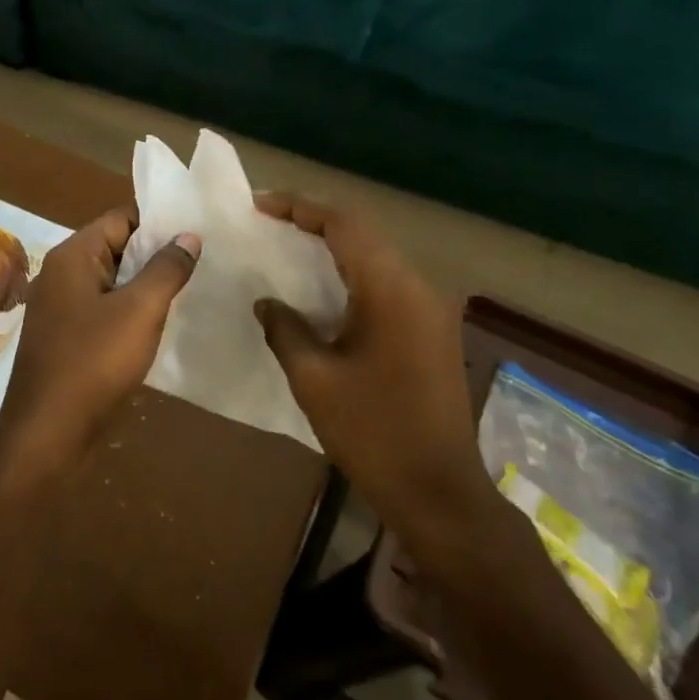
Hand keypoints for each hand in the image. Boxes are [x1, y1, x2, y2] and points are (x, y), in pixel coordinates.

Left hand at [0, 207, 199, 471]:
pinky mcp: (67, 339)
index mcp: (73, 256)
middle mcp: (62, 274)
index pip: (120, 219)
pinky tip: (161, 326)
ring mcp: (61, 308)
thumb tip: (188, 235)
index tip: (197, 234)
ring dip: (145, 287)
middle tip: (203, 263)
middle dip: (156, 255)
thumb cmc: (93, 362)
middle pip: (116, 248)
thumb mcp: (140, 311)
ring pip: (112, 283)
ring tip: (191, 291)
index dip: (158, 223)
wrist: (47, 433)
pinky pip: (104, 312)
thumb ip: (166, 269)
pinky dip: (130, 313)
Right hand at [252, 192, 490, 551]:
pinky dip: (351, 275)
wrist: (439, 493)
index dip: (300, 208)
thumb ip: (285, 329)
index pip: (344, 225)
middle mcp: (418, 287)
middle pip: (363, 234)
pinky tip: (322, 292)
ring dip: (333, 248)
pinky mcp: (432, 332)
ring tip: (288, 248)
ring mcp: (431, 310)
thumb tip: (267, 302)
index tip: (259, 206)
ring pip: (376, 257)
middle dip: (314, 222)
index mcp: (391, 290)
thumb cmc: (373, 433)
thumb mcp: (314, 379)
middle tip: (268, 223)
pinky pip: (387, 284)